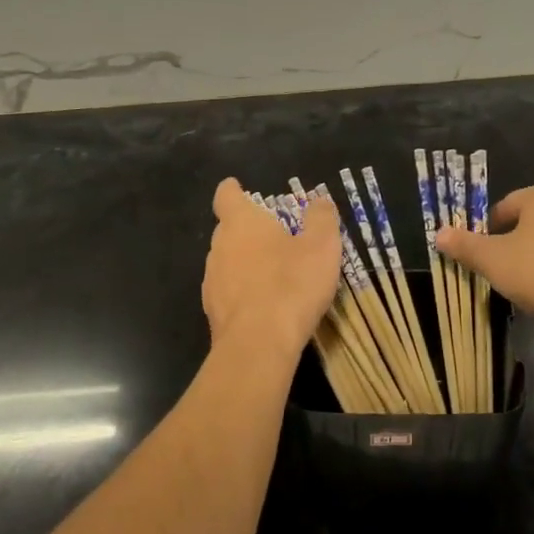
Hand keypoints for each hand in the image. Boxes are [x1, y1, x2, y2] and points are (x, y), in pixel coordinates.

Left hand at [202, 178, 342, 352]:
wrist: (258, 345)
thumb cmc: (291, 284)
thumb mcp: (321, 247)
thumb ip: (321, 218)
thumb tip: (320, 200)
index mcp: (241, 223)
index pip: (227, 196)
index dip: (233, 190)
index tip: (239, 188)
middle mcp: (219, 246)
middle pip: (228, 229)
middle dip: (247, 230)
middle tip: (275, 236)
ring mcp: (212, 281)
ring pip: (227, 262)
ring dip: (245, 263)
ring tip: (273, 274)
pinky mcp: (213, 312)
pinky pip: (228, 292)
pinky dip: (243, 292)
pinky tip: (265, 305)